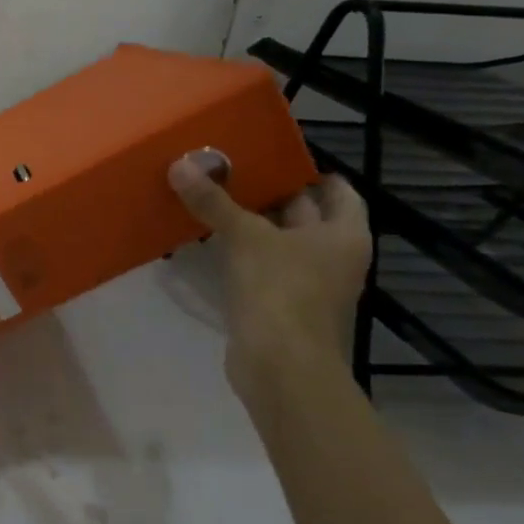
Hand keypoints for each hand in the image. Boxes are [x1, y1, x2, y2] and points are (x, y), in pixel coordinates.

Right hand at [167, 150, 370, 404]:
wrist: (281, 367)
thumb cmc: (280, 291)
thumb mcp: (244, 237)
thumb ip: (214, 201)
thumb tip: (180, 164)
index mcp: (343, 234)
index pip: (338, 190)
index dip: (309, 171)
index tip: (272, 156)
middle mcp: (333, 257)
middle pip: (304, 214)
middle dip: (269, 194)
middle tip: (229, 170)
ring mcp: (308, 284)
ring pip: (278, 242)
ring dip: (249, 224)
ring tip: (212, 198)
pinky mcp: (280, 306)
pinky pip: (261, 268)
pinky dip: (240, 253)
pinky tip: (208, 240)